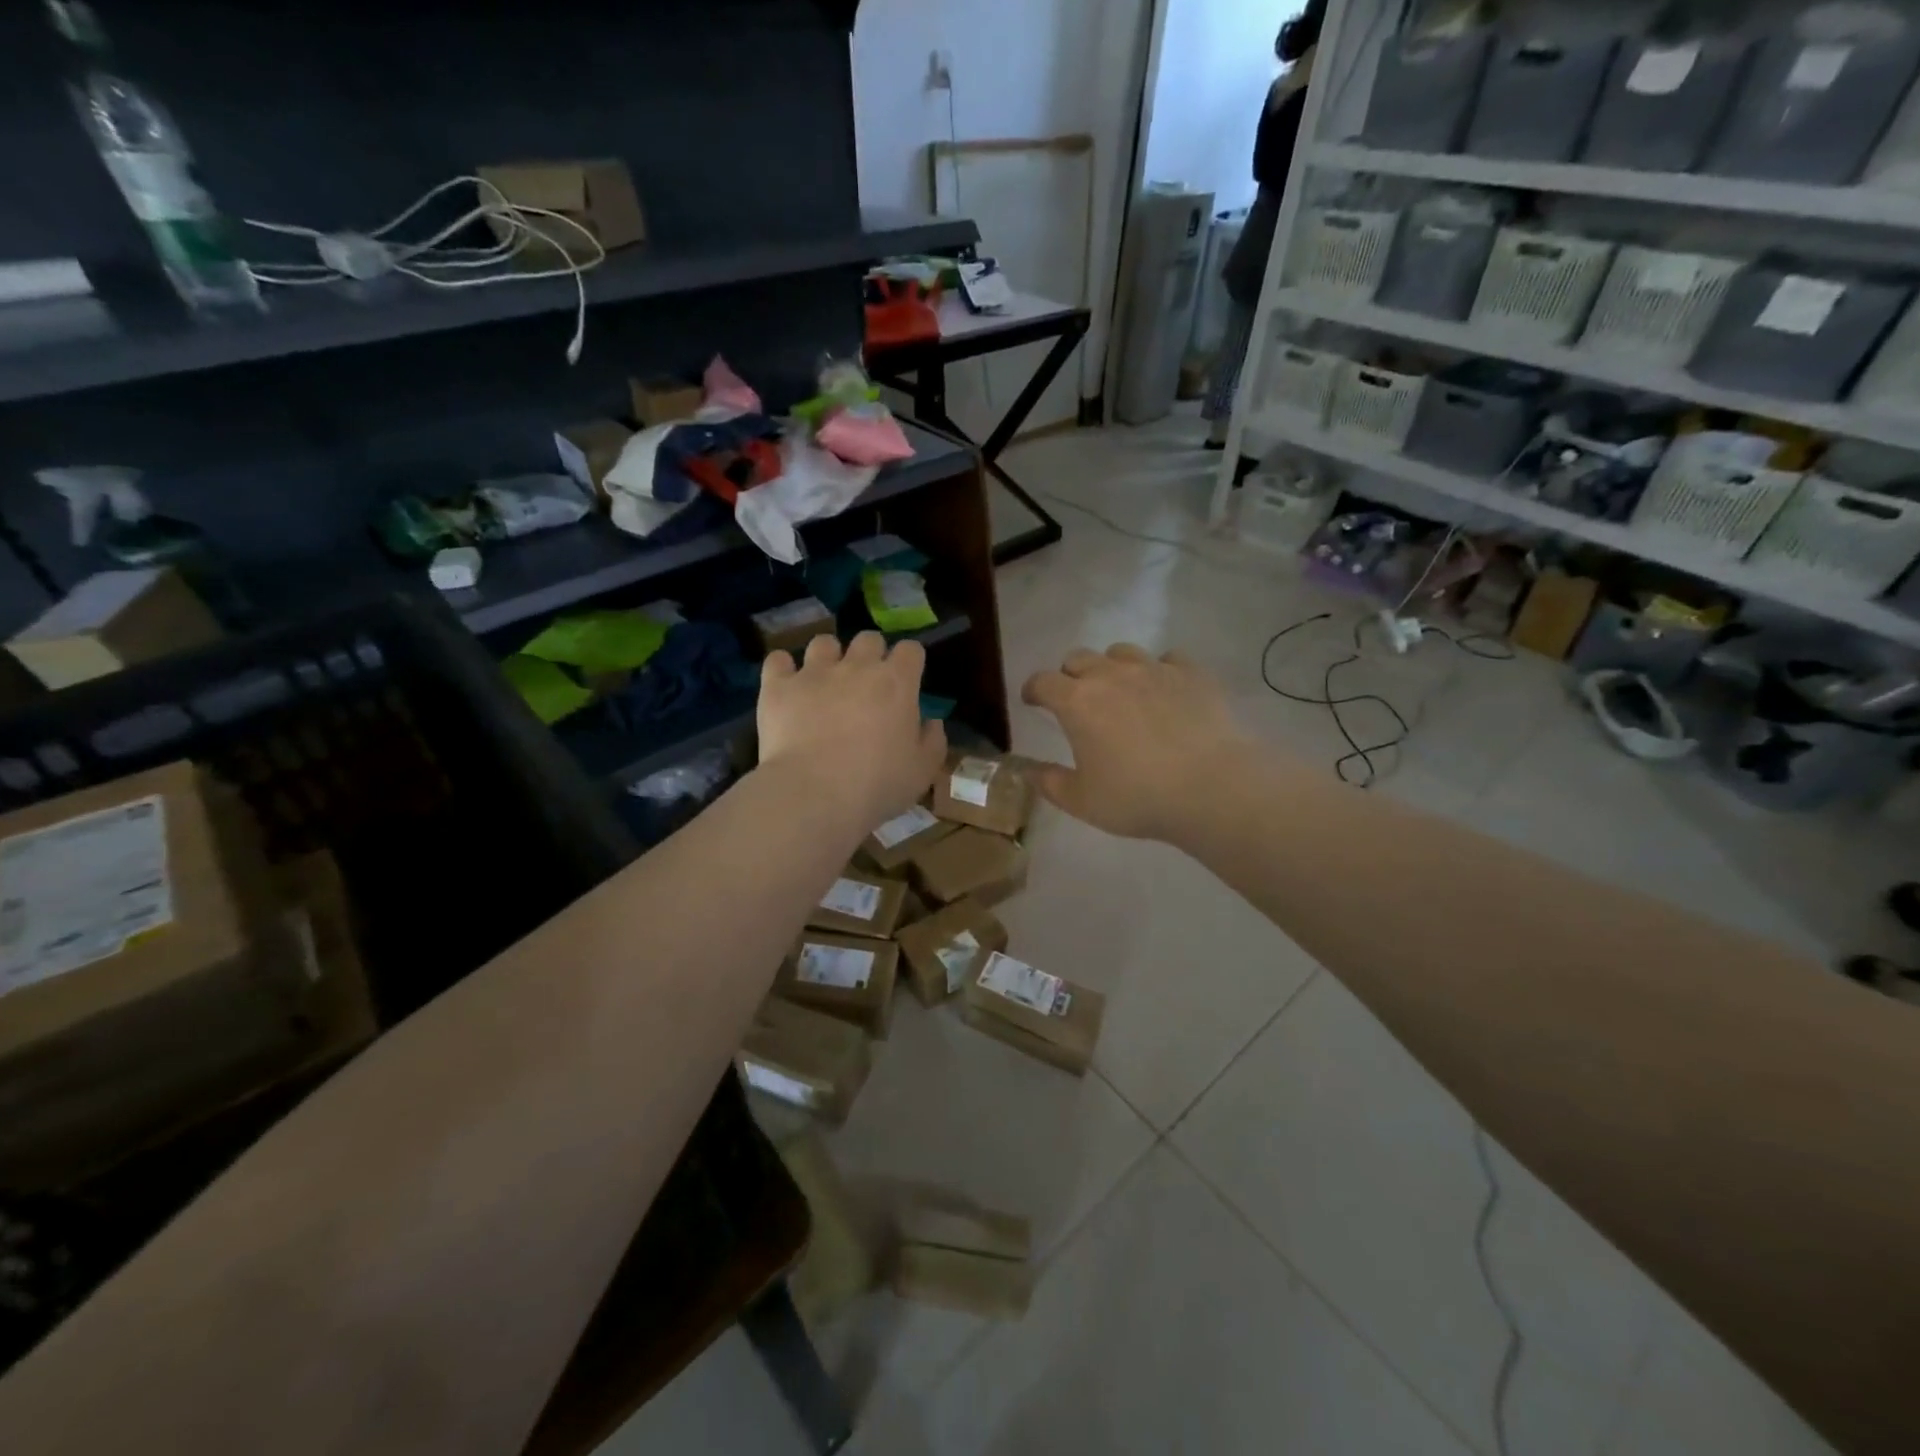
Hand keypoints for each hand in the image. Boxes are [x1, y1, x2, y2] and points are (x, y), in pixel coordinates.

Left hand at [758, 632, 944, 830]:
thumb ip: (932, 742)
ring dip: (828, 657)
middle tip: (866, 684)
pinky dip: (783, 669)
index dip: (909, 662)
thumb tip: (931, 722)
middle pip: (869, 638)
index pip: (911, 650)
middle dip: (870, 655)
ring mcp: (814, 672)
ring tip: (825, 681)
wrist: (815, 794)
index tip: (906, 680)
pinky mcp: (778, 686)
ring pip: (824, 642)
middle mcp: (857, 666)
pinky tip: (786, 685)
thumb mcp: (922, 771)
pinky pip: (777, 660)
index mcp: (897, 683)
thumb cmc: (877, 784)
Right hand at [1022, 644, 1253, 840]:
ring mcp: (1154, 669)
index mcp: (1077, 702)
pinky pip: (1168, 659)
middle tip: (1076, 699)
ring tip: (1120, 690)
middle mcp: (1111, 675)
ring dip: (1112, 667)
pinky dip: (1159, 670)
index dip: (1033, 689)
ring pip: (1121, 652)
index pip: (1043, 681)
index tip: (1032, 700)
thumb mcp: (1082, 801)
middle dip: (1070, 675)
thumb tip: (1026, 770)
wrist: (1212, 787)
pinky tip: (1165, 690)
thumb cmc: (1138, 798)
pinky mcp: (1191, 673)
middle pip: (1078, 658)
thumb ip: (1049, 782)